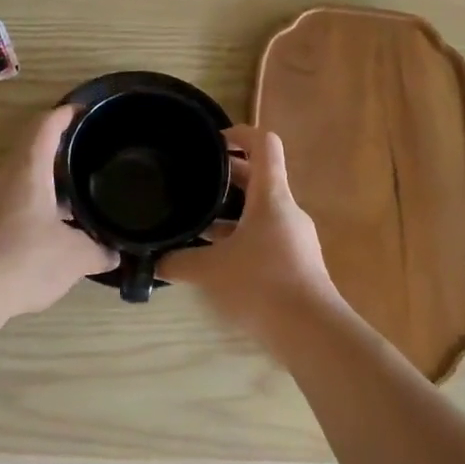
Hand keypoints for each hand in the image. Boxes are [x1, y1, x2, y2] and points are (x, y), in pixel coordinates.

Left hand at [0, 105, 114, 319]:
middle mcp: (1, 177)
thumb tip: (113, 252)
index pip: (44, 127)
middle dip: (58, 158)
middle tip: (86, 165)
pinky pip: (6, 207)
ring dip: (44, 189)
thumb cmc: (25, 260)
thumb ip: (98, 250)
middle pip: (30, 153)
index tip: (80, 111)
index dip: (64, 115)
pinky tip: (46, 236)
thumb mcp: (75, 257)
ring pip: (18, 183)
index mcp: (27, 170)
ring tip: (71, 207)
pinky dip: (29, 212)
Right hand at [160, 125, 342, 334]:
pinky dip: (242, 235)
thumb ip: (179, 262)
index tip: (214, 141)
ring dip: (232, 210)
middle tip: (194, 179)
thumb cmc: (261, 285)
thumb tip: (154, 262)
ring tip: (198, 221)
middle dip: (227, 174)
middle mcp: (286, 209)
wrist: (310, 330)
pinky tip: (218, 257)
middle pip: (259, 177)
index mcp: (271, 197)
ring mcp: (294, 236)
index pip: (264, 144)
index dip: (240, 133)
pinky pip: (266, 235)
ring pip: (261, 209)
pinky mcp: (296, 261)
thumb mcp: (211, 271)